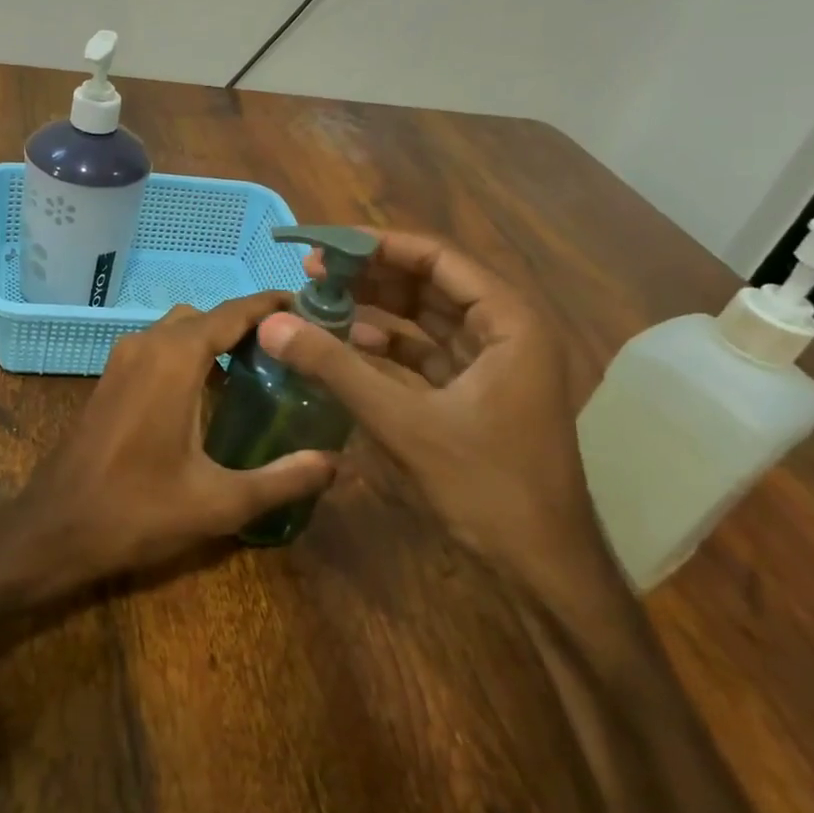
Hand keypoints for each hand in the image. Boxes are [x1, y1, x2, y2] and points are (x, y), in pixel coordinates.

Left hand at [23, 291, 336, 580]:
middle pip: (208, 317)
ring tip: (258, 373)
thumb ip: (283, 479)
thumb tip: (337, 464)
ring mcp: (122, 359)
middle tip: (290, 353)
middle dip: (248, 326)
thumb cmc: (137, 510)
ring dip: (215, 341)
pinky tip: (211, 396)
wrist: (54, 528)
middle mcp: (147, 344)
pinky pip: (158, 349)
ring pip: (179, 330)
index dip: (274, 306)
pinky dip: (189, 355)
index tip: (313, 309)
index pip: (235, 313)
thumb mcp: (220, 502)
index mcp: (175, 359)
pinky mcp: (110, 379)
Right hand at [257, 230, 602, 585]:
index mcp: (508, 321)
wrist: (541, 567)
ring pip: (424, 319)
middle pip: (430, 284)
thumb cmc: (486, 485)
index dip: (377, 246)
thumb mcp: (403, 421)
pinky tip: (346, 346)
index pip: (437, 258)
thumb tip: (272, 323)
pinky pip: (424, 354)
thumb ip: (335, 368)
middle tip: (312, 272)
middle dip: (370, 276)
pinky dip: (386, 348)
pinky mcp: (475, 393)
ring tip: (320, 302)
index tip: (324, 245)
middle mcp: (505, 331)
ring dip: (375, 310)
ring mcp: (491, 364)